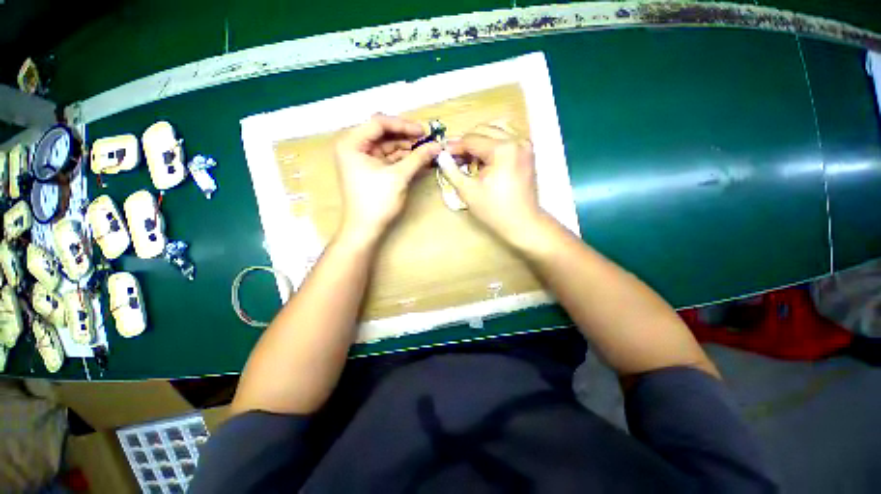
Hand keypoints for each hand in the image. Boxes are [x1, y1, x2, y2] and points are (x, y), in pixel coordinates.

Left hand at [334, 114, 440, 244]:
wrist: (365, 229)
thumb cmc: (377, 201)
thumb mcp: (399, 176)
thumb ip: (418, 158)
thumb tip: (437, 146)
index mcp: (352, 143)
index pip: (379, 123)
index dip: (403, 125)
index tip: (423, 131)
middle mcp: (354, 147)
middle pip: (383, 134)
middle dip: (406, 137)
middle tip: (427, 140)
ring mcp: (363, 160)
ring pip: (387, 147)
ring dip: (407, 149)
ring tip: (427, 151)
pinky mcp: (371, 171)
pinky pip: (388, 159)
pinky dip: (403, 160)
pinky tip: (418, 160)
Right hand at [441, 125, 544, 243]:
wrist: (523, 223)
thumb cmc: (494, 210)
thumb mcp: (468, 191)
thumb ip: (452, 170)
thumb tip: (441, 156)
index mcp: (503, 149)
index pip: (471, 139)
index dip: (455, 147)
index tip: (443, 154)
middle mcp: (516, 141)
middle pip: (483, 130)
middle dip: (466, 143)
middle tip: (454, 159)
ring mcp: (524, 146)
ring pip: (495, 133)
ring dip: (479, 143)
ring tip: (469, 161)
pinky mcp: (527, 153)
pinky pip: (505, 141)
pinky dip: (491, 147)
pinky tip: (484, 162)